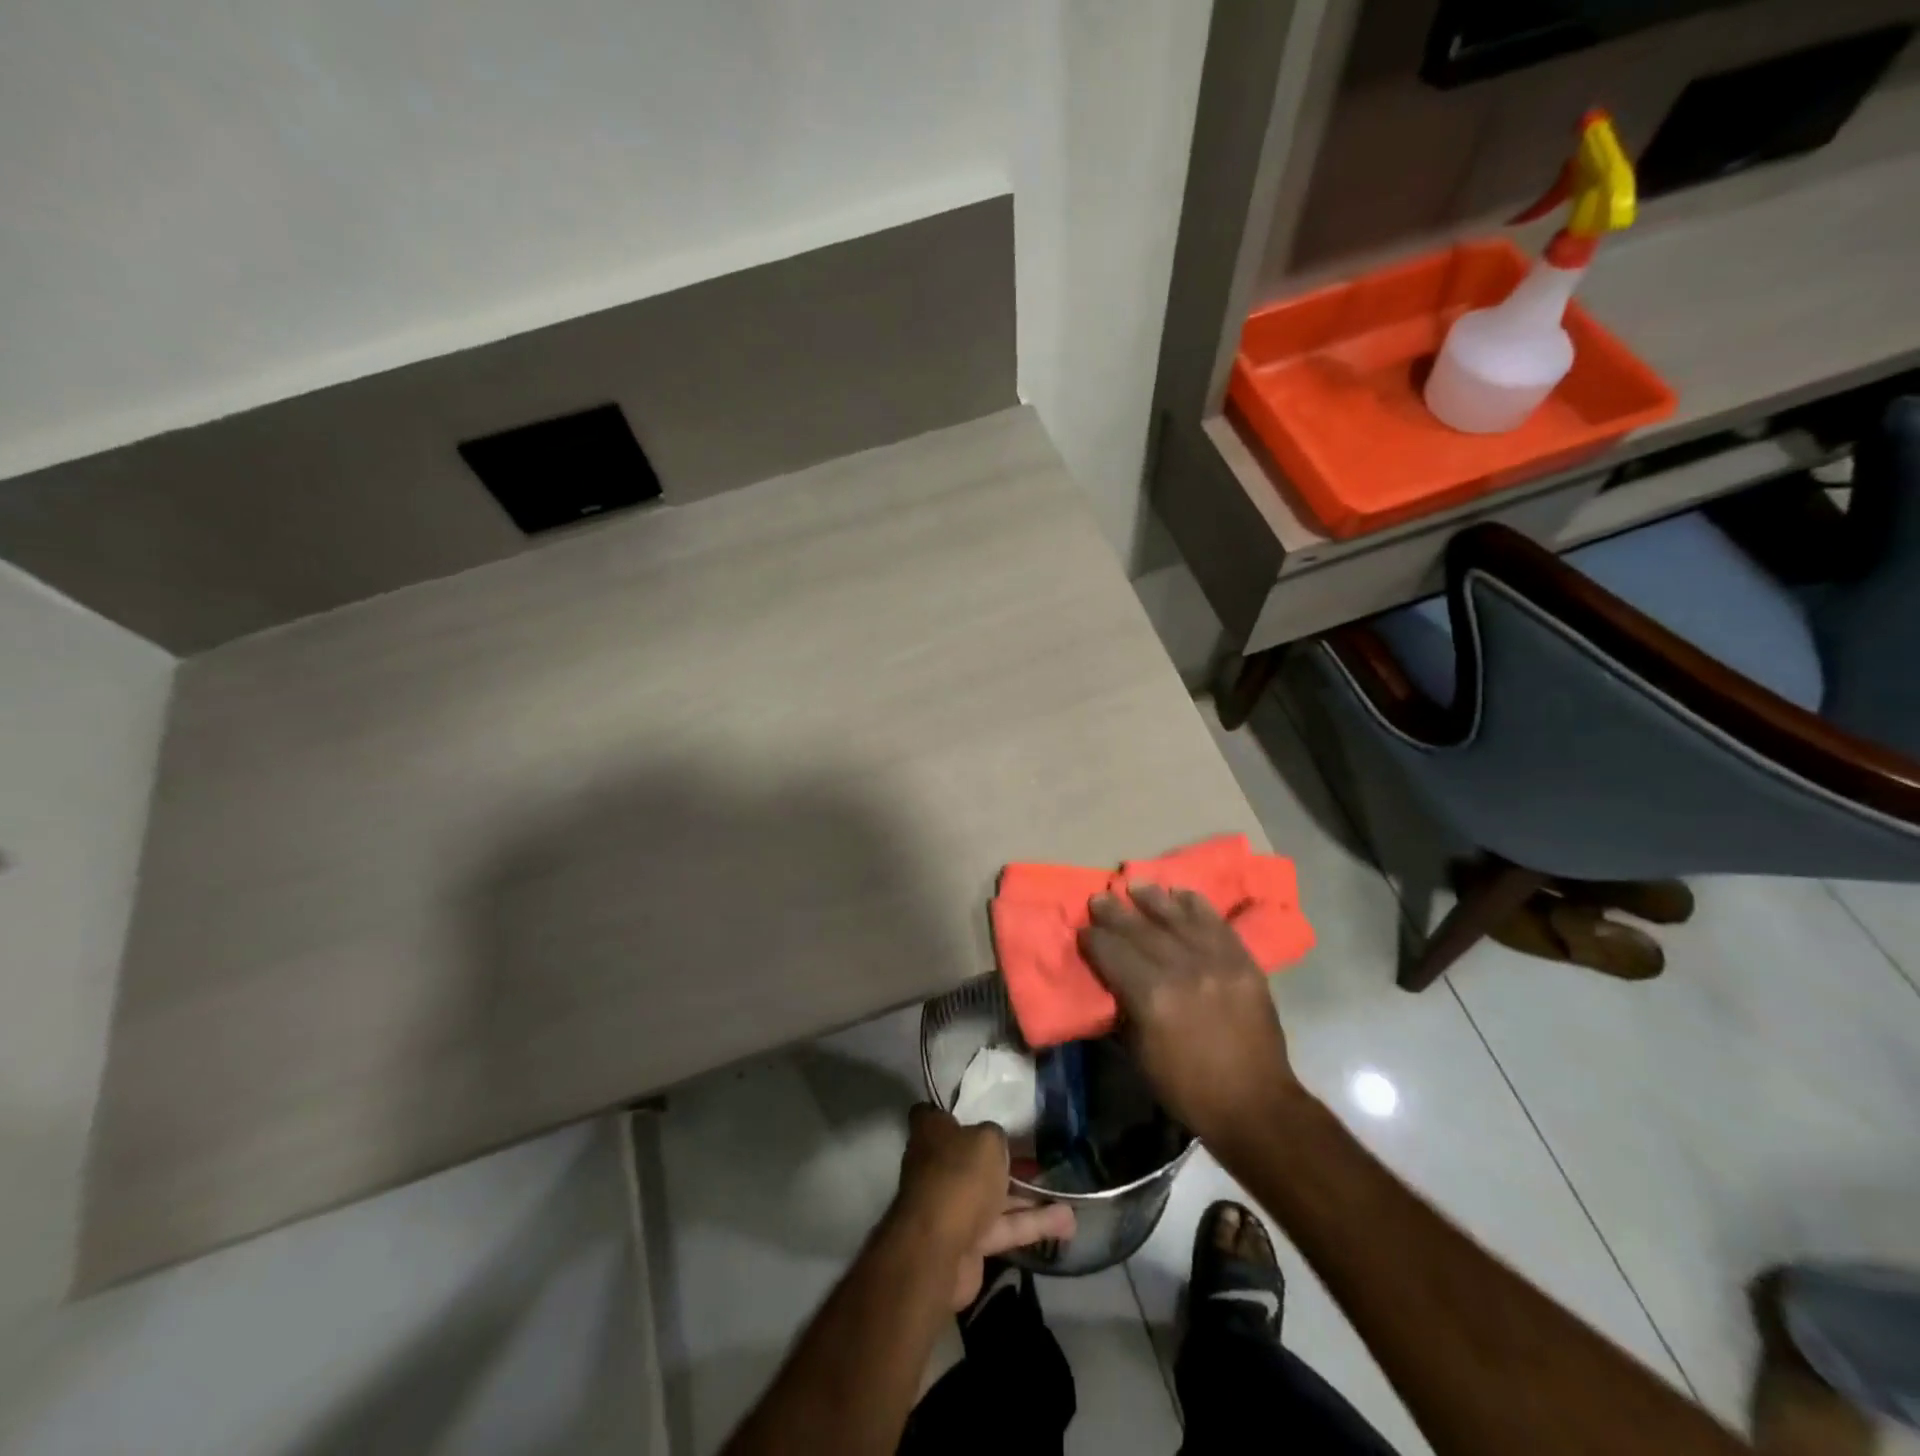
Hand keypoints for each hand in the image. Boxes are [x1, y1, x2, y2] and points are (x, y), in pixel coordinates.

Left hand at [893, 1104, 1076, 1308]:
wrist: (938, 1251)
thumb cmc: (959, 1177)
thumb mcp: (987, 1140)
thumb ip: (995, 1136)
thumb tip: (994, 1142)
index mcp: (931, 1134)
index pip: (934, 1114)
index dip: (953, 1112)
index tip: (979, 1110)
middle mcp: (938, 1166)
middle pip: (971, 1157)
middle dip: (1003, 1158)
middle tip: (1037, 1154)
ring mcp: (953, 1206)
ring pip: (995, 1195)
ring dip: (1029, 1197)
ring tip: (1068, 1194)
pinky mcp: (969, 1241)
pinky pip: (1004, 1227)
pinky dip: (1032, 1224)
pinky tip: (1067, 1223)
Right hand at [1077, 884, 1303, 1145]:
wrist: (1255, 1104)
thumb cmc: (1188, 1088)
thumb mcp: (1141, 1055)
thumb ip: (1126, 1009)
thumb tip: (1114, 980)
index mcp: (1152, 997)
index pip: (1114, 954)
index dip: (1094, 939)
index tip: (1083, 929)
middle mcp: (1182, 970)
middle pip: (1141, 930)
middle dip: (1115, 913)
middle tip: (1100, 898)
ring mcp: (1217, 963)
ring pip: (1178, 918)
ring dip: (1153, 899)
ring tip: (1136, 885)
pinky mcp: (1244, 963)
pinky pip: (1216, 925)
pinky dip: (1197, 906)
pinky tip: (1182, 893)